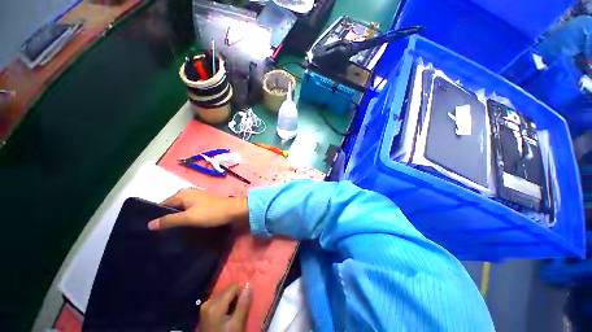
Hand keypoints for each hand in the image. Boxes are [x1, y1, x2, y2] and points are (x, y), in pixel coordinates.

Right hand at [147, 188, 248, 229]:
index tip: (152, 229)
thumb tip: (149, 224)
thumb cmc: (211, 212)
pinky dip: (186, 216)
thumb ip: (169, 220)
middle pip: (172, 206)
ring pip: (182, 208)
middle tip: (161, 232)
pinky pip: (190, 210)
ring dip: (177, 218)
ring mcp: (198, 197)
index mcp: (182, 193)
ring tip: (171, 231)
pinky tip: (185, 226)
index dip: (157, 215)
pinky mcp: (204, 203)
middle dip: (167, 217)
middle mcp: (189, 193)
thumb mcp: (188, 218)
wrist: (233, 210)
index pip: (163, 204)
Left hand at [200, 283, 251, 331]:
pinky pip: (219, 300)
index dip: (242, 292)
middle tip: (240, 310)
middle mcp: (208, 302)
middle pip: (228, 290)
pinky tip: (228, 315)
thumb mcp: (237, 324)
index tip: (245, 304)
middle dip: (236, 297)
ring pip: (224, 294)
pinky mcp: (205, 311)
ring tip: (234, 313)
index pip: (233, 286)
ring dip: (231, 301)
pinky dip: (226, 304)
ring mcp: (205, 306)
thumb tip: (249, 284)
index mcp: (214, 305)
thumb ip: (243, 303)